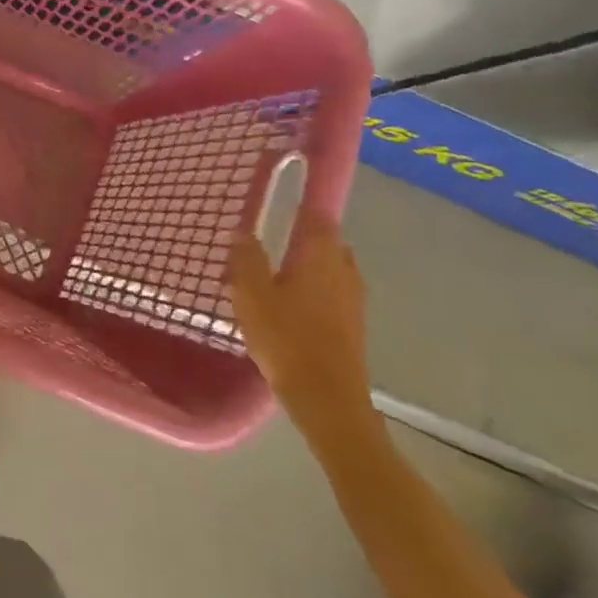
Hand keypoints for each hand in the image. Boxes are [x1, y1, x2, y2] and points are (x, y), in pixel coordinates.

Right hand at [228, 214, 375, 436]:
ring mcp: (353, 299)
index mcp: (321, 256)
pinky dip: (312, 288)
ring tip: (273, 273)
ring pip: (330, 268)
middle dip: (301, 236)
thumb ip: (246, 258)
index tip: (279, 200)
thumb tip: (243, 232)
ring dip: (307, 265)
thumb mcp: (251, 294)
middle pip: (326, 242)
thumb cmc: (286, 338)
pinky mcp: (352, 324)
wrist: (326, 397)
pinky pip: (331, 292)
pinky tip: (287, 304)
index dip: (300, 205)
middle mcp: (344, 270)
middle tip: (269, 239)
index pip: (318, 216)